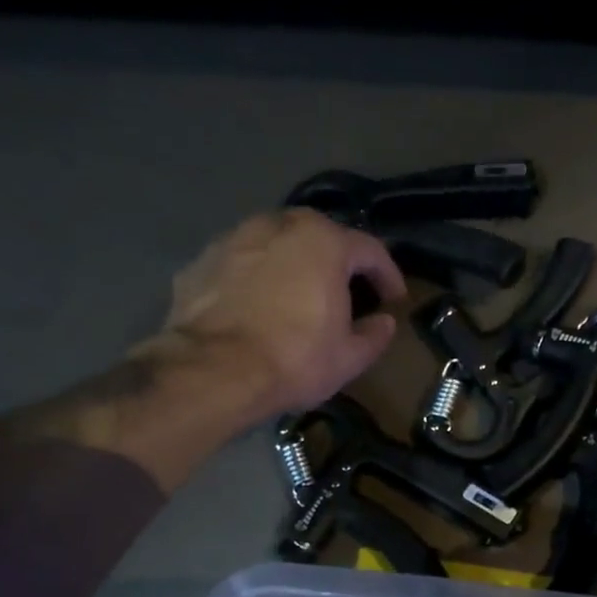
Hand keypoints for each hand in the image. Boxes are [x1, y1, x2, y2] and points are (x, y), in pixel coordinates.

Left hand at [145, 209, 406, 418]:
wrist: (215, 371)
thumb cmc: (295, 360)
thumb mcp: (349, 358)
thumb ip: (374, 335)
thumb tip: (384, 323)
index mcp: (324, 242)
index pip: (370, 250)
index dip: (387, 275)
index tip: (394, 299)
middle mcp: (278, 225)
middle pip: (319, 236)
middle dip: (337, 261)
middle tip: (345, 291)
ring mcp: (234, 238)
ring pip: (275, 244)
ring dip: (292, 265)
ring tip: (298, 296)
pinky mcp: (201, 260)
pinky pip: (241, 264)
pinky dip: (255, 279)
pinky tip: (257, 308)